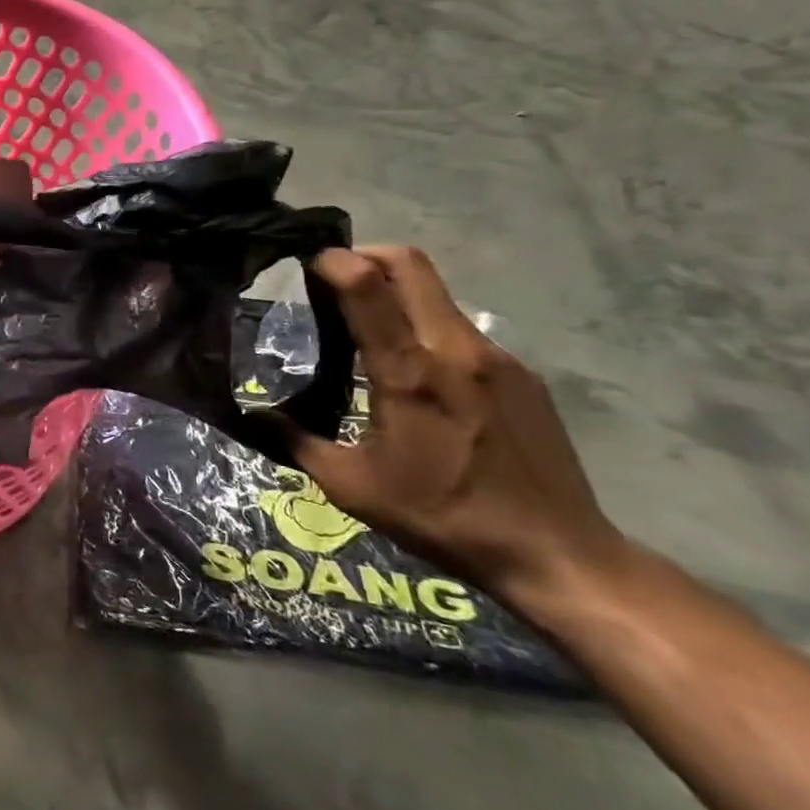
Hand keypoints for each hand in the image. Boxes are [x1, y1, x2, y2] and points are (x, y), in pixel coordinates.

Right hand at [291, 245, 629, 607]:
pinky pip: (460, 329)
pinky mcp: (521, 375)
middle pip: (409, 263)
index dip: (332, 261)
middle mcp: (454, 349)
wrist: (557, 554)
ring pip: (437, 293)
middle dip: (364, 255)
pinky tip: (417, 373)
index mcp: (407, 372)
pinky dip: (426, 327)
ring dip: (395, 291)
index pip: (368, 284)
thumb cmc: (441, 516)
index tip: (305, 266)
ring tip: (367, 327)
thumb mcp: (349, 485)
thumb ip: (295, 439)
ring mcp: (495, 357)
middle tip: (332, 278)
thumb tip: (253, 414)